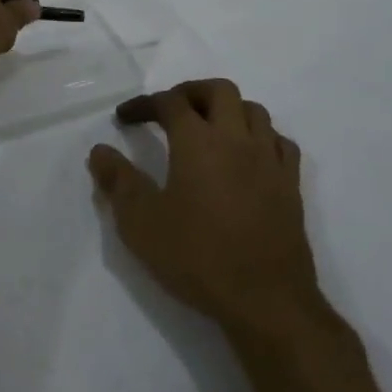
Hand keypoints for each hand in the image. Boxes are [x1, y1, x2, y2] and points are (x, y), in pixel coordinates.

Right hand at [87, 79, 315, 336]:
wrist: (267, 301)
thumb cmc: (197, 257)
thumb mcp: (141, 223)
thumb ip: (118, 182)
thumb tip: (100, 151)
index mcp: (198, 141)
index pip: (169, 102)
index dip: (144, 104)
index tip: (124, 118)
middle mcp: (236, 139)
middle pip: (219, 90)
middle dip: (190, 92)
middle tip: (169, 110)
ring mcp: (269, 161)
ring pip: (254, 110)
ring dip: (227, 110)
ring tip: (208, 129)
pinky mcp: (291, 186)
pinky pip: (279, 142)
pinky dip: (260, 137)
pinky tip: (248, 155)